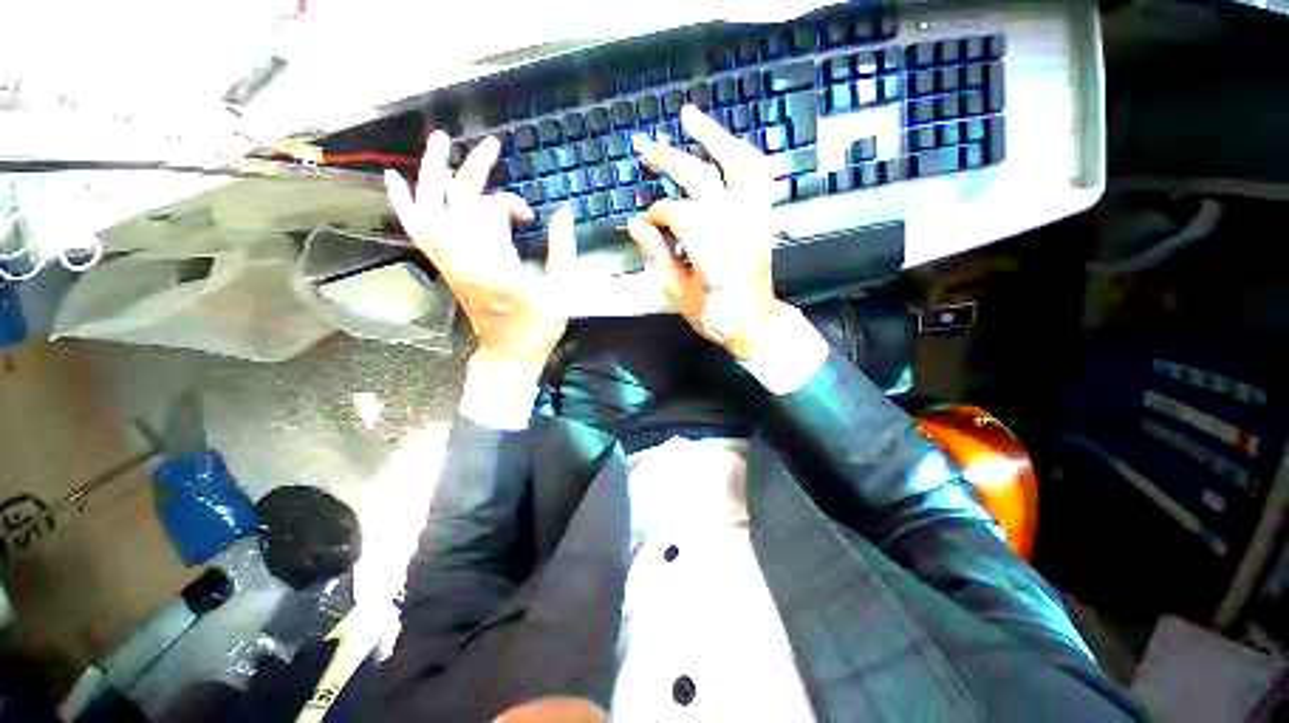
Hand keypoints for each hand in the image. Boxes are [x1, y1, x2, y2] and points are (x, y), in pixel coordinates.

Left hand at [384, 131, 575, 380]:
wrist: (509, 352)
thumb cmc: (539, 325)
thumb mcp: (562, 290)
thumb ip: (564, 249)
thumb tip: (564, 211)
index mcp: (497, 266)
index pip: (491, 211)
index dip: (512, 204)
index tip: (531, 218)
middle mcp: (465, 259)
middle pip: (458, 200)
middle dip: (474, 168)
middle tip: (492, 145)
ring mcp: (449, 261)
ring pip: (429, 207)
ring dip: (432, 171)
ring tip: (441, 141)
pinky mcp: (443, 266)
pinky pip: (416, 229)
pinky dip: (403, 202)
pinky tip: (395, 177)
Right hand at [626, 105, 796, 360]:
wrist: (755, 321)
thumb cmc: (714, 313)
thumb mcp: (678, 292)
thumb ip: (658, 255)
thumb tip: (636, 225)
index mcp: (710, 246)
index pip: (676, 212)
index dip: (656, 215)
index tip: (646, 225)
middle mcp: (734, 223)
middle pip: (700, 178)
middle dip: (668, 160)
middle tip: (642, 146)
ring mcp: (754, 215)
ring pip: (736, 163)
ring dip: (712, 136)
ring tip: (688, 116)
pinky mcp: (763, 216)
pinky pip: (757, 174)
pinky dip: (740, 153)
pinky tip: (723, 144)